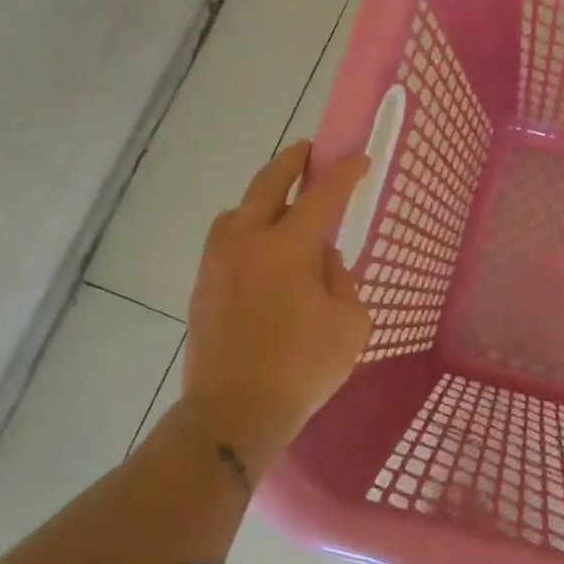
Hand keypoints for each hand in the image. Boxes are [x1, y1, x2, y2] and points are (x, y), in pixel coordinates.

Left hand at [180, 142, 371, 476]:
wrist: (233, 413)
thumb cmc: (303, 366)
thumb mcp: (349, 322)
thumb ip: (340, 279)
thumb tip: (321, 260)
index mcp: (288, 246)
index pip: (323, 195)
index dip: (345, 173)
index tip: (360, 159)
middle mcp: (248, 242)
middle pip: (267, 184)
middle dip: (291, 162)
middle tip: (307, 151)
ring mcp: (218, 264)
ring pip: (236, 212)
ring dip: (260, 199)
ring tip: (279, 207)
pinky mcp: (203, 288)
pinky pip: (224, 242)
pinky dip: (244, 231)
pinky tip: (259, 254)